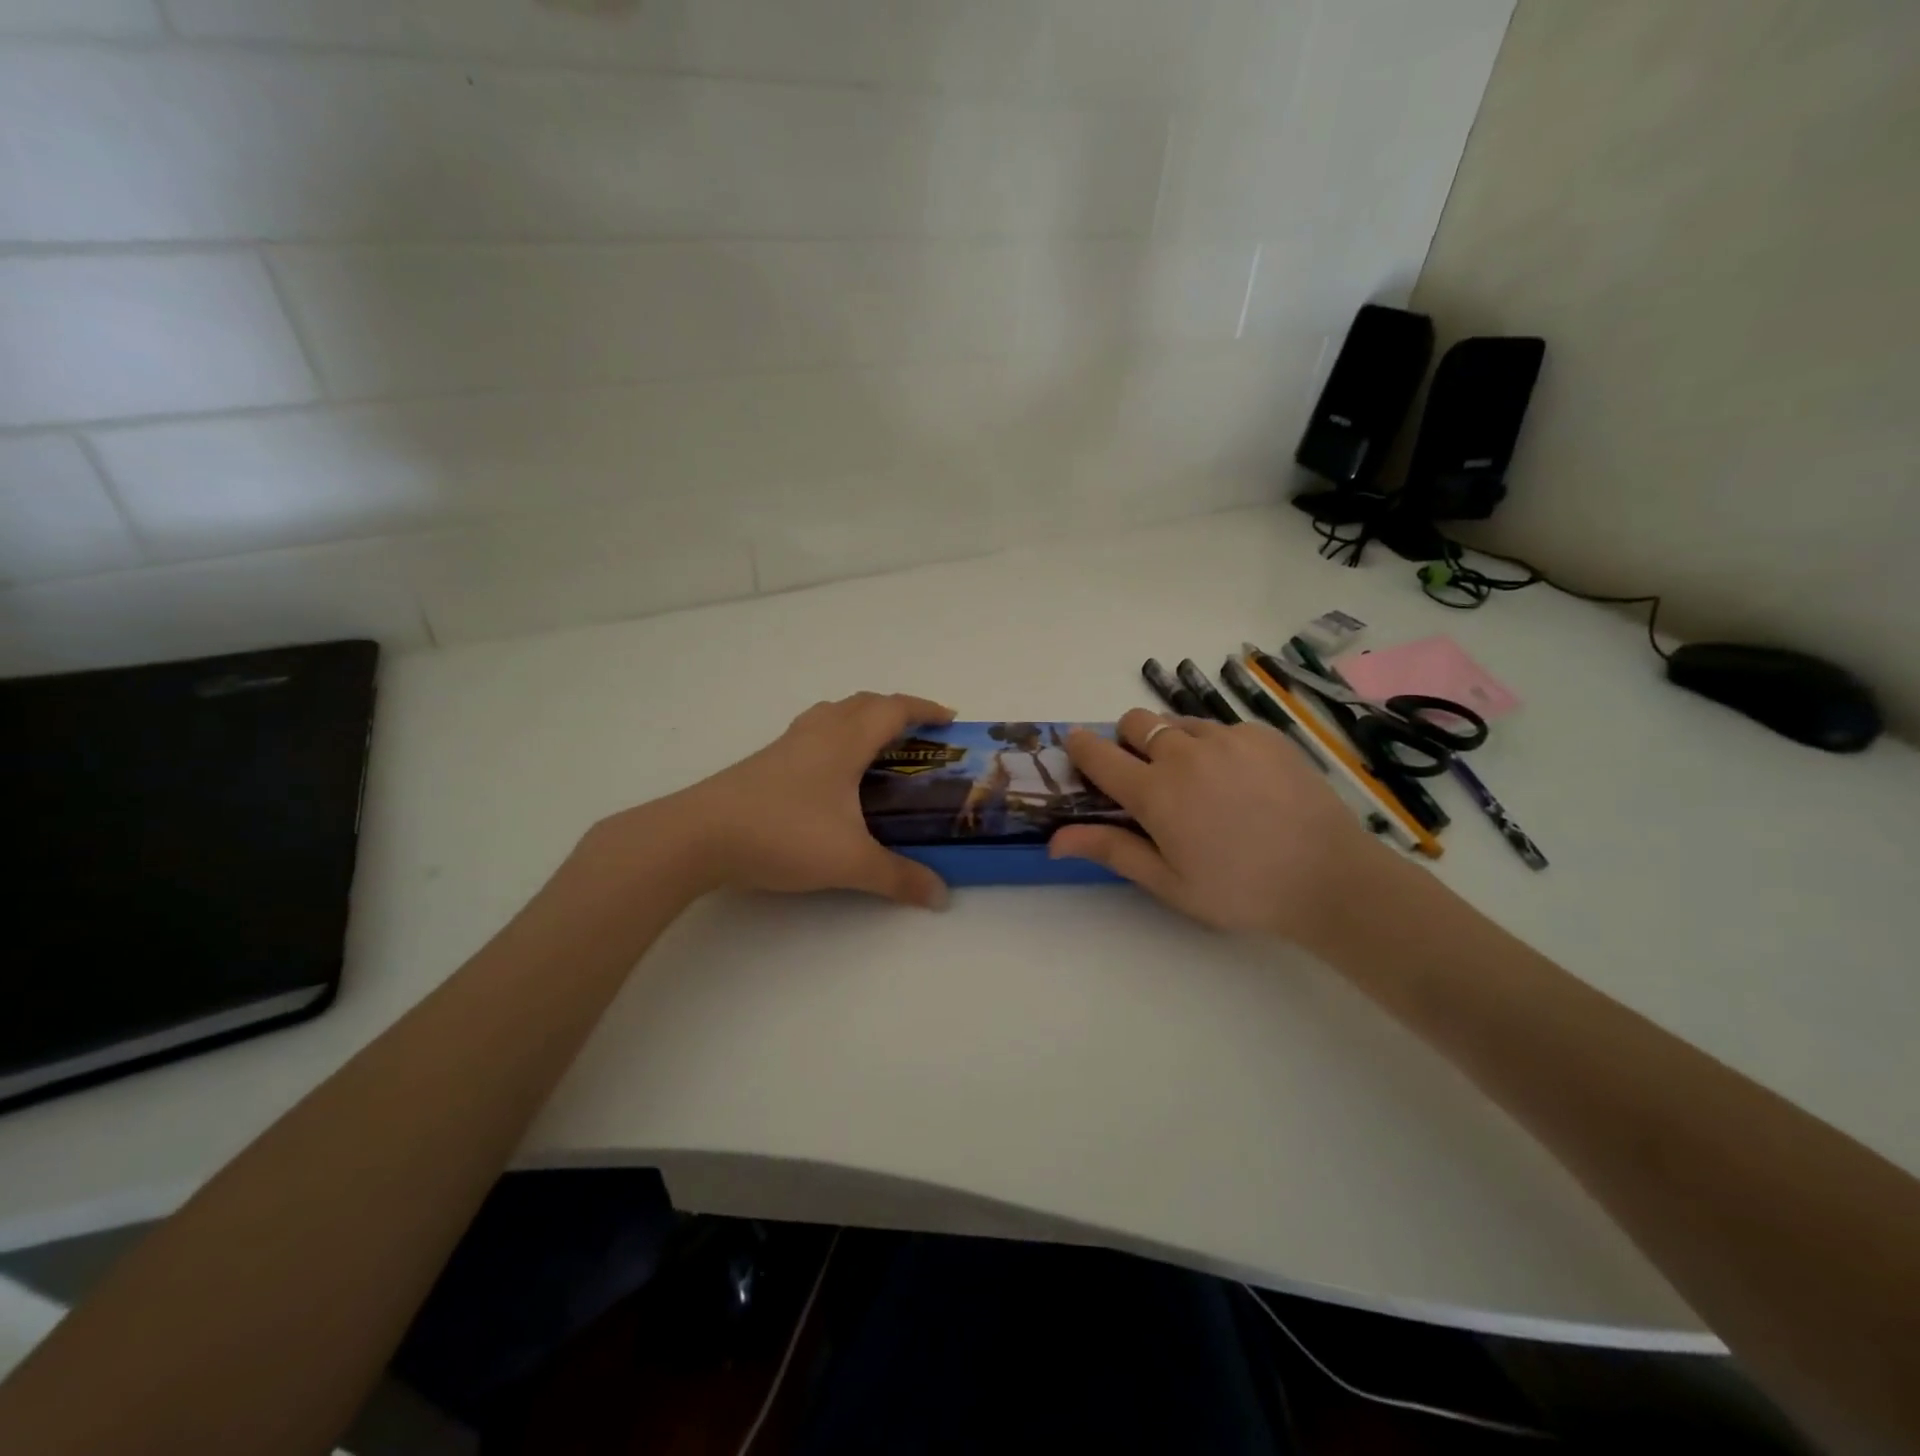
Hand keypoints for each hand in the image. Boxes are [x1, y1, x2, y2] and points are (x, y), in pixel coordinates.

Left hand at [645, 691, 954, 908]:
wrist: (698, 836)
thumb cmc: (783, 835)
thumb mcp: (850, 862)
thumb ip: (899, 878)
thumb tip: (941, 896)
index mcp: (845, 741)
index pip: (893, 709)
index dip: (925, 709)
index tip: (950, 720)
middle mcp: (817, 732)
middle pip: (863, 703)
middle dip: (896, 711)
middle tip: (919, 737)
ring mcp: (786, 744)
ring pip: (832, 713)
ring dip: (861, 718)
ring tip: (877, 747)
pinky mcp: (764, 762)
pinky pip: (811, 733)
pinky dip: (834, 737)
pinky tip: (830, 773)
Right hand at [1050, 708, 1396, 941]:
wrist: (1330, 878)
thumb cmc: (1240, 890)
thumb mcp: (1168, 882)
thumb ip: (1111, 850)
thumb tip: (1054, 839)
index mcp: (1155, 793)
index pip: (1098, 754)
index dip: (1080, 747)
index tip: (1077, 748)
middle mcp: (1185, 753)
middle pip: (1134, 721)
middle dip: (1127, 740)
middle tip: (1147, 776)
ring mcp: (1227, 738)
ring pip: (1177, 722)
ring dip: (1171, 742)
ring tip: (1199, 781)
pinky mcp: (1262, 734)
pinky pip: (1221, 727)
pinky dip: (1215, 746)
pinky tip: (1240, 781)